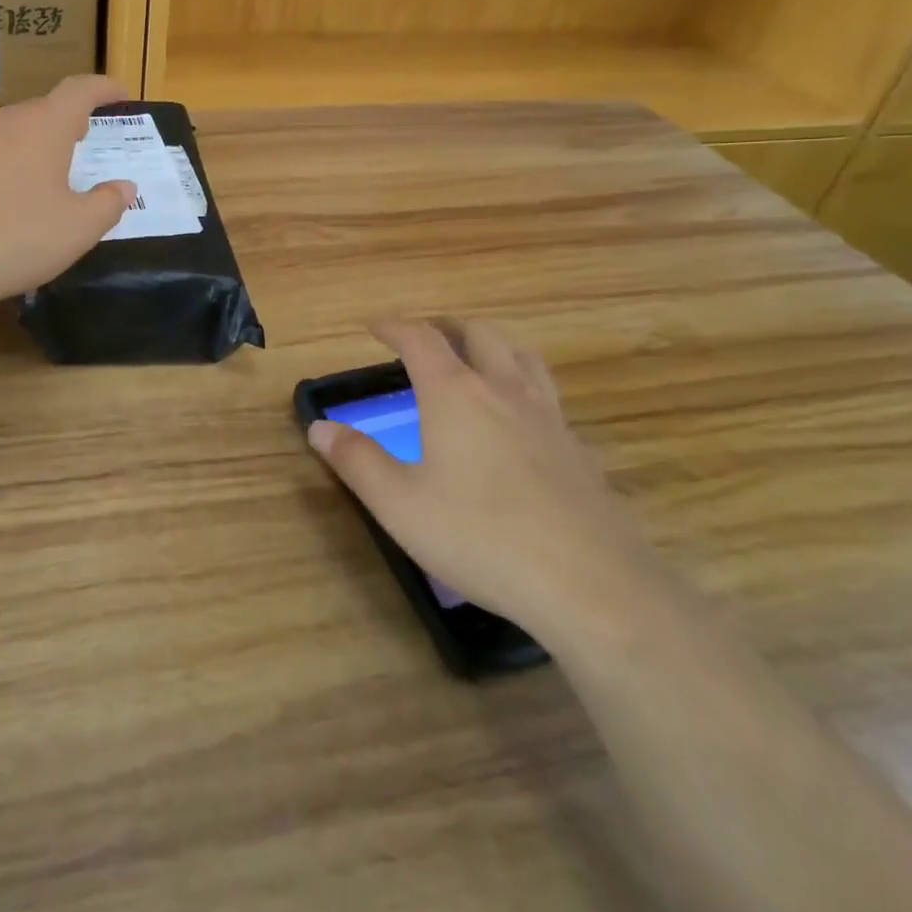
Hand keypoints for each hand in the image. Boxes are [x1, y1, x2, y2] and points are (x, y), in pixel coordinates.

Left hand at [0, 75, 135, 317]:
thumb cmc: (16, 238)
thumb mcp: (79, 228)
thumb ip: (108, 203)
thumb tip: (124, 187)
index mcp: (43, 127)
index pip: (79, 90)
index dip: (104, 89)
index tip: (120, 96)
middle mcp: (3, 124)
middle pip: (42, 109)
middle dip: (68, 119)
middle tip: (86, 138)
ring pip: (10, 131)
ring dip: (34, 142)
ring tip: (47, 170)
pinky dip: (5, 164)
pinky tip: (5, 198)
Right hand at [307, 318, 650, 632]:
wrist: (592, 585)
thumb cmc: (481, 537)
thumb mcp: (400, 504)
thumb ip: (356, 461)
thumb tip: (319, 427)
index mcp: (455, 394)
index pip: (421, 339)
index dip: (394, 326)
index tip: (375, 326)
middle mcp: (503, 391)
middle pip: (479, 333)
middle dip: (447, 327)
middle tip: (426, 338)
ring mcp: (548, 418)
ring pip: (522, 356)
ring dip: (493, 345)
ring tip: (476, 360)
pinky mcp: (578, 450)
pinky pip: (547, 396)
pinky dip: (524, 386)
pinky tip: (518, 423)